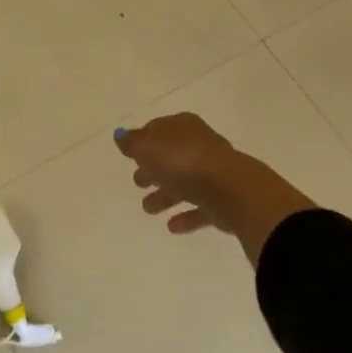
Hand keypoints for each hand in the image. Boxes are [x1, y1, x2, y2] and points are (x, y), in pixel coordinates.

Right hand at [115, 113, 315, 265]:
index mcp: (183, 127)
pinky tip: (172, 226)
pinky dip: (185, 215)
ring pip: (184, 183)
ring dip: (165, 195)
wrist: (231, 190)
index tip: (130, 155)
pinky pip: (199, 207)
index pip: (159, 130)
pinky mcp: (223, 200)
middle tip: (137, 182)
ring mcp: (214, 173)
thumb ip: (132, 142)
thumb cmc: (183, 161)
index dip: (143, 141)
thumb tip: (121, 136)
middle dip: (153, 169)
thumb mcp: (148, 146)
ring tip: (148, 209)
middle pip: (172, 156)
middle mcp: (200, 145)